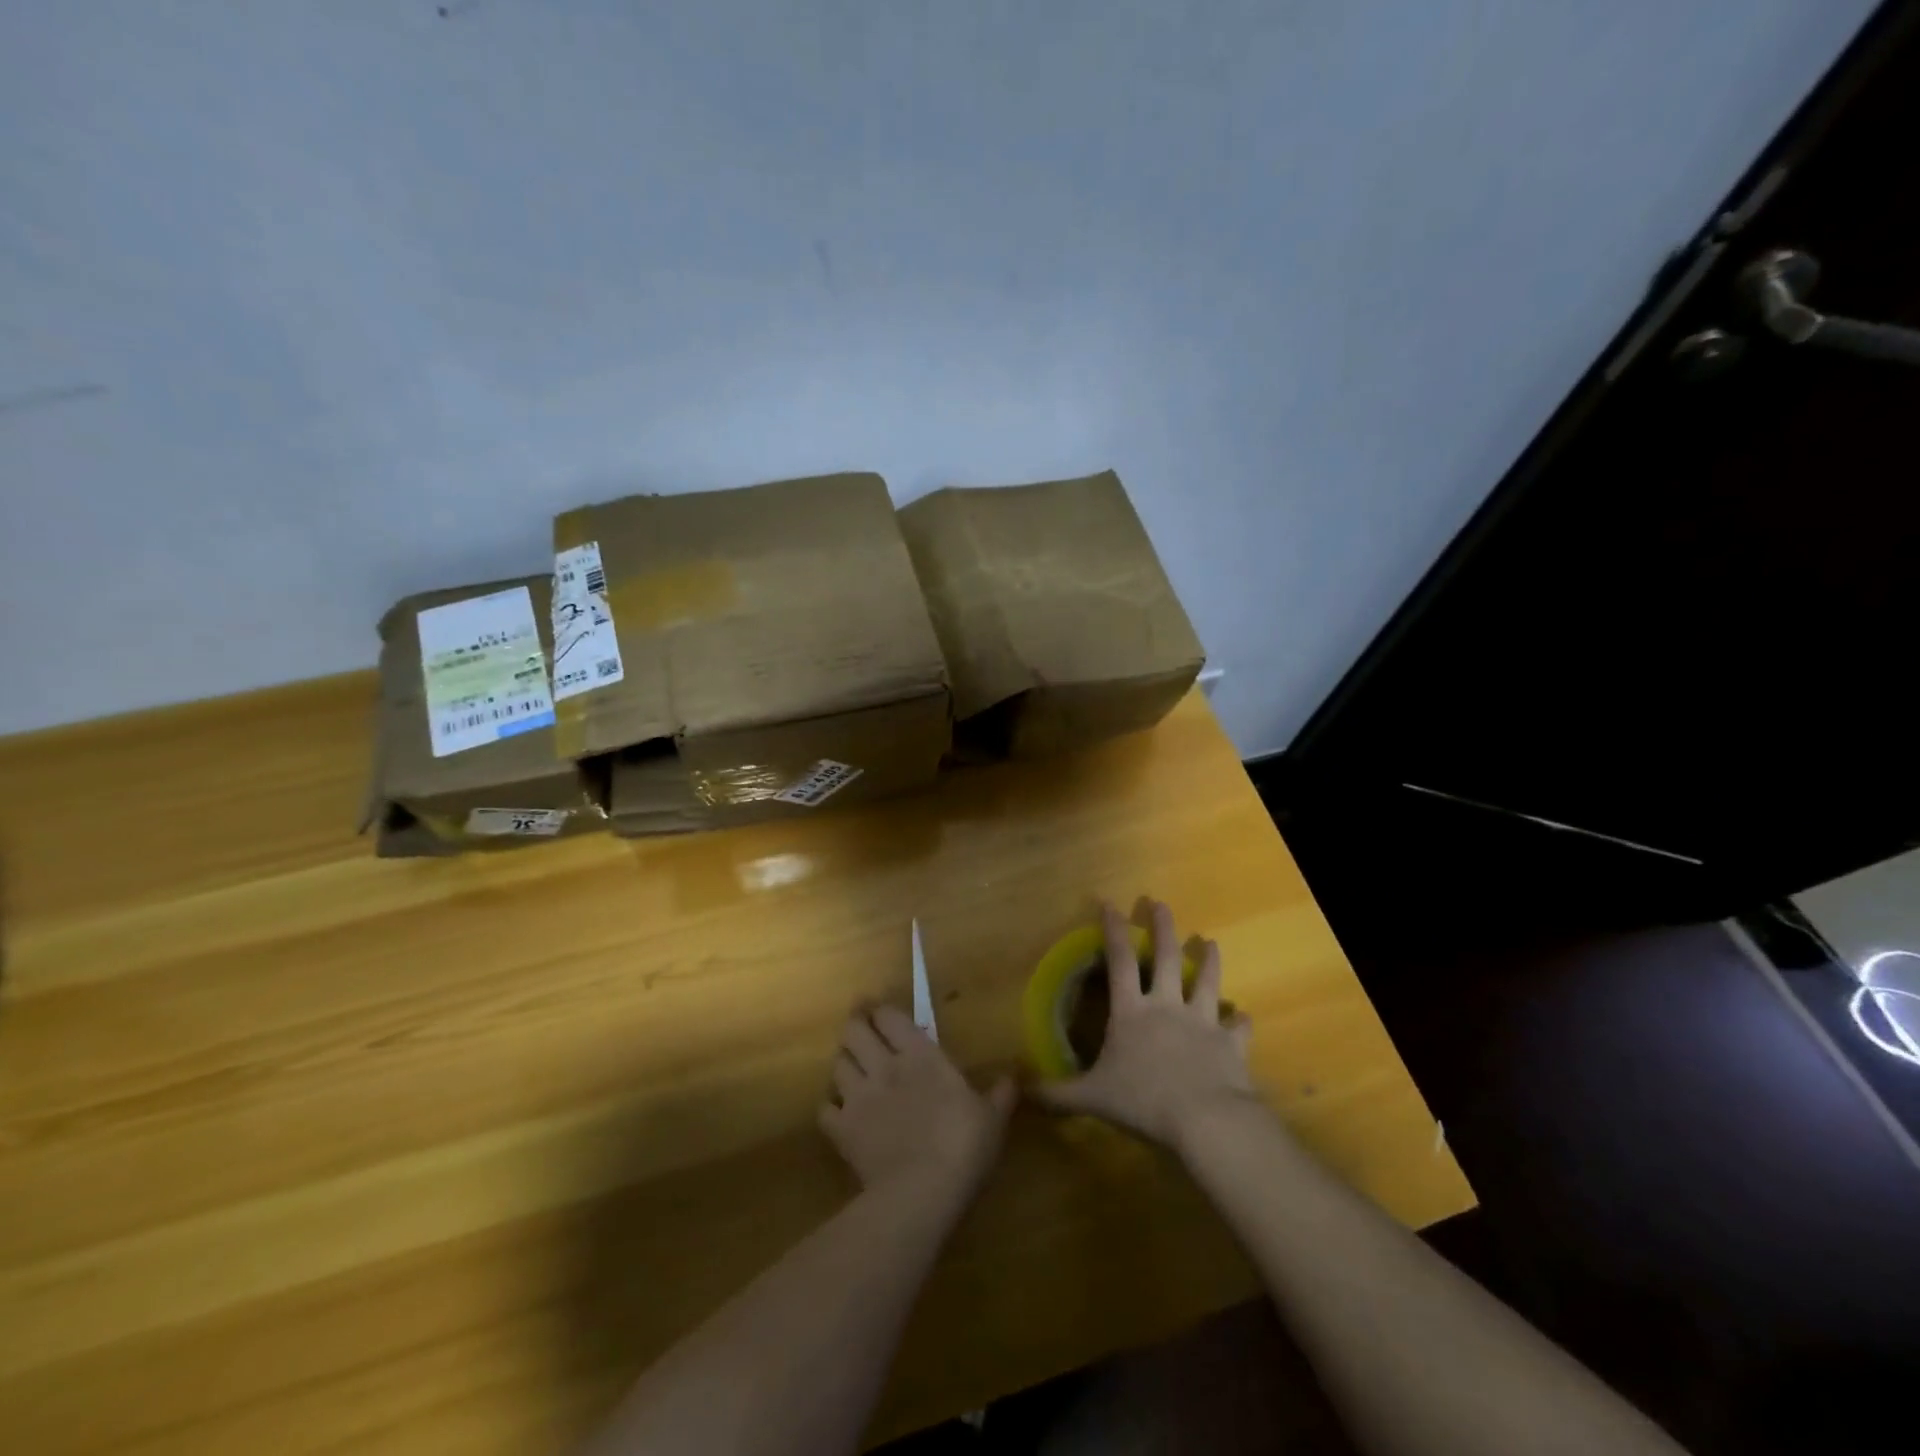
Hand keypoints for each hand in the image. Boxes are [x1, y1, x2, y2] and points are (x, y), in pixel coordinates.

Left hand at [818, 1005, 1015, 1200]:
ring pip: (837, 1065)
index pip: (889, 1017)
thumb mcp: (992, 1119)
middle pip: (854, 1032)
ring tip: (851, 1069)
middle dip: (854, 1026)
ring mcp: (858, 1097)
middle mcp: (884, 1066)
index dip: (881, 1011)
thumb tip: (1013, 1077)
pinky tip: (839, 1113)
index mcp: (920, 1055)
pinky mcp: (842, 1131)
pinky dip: (831, 1107)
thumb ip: (1000, 1095)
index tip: (879, 1011)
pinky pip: (825, 1109)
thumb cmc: (963, 1146)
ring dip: (843, 1063)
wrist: (920, 1193)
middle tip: (859, 1029)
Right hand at [1034, 901, 1255, 1149]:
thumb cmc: (1143, 1101)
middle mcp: (1167, 1006)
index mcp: (1132, 1012)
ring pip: (1207, 982)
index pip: (1120, 961)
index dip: (1114, 931)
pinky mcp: (1230, 1043)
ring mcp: (1202, 1021)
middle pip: (1166, 958)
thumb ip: (1058, 1094)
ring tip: (1211, 942)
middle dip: (1163, 928)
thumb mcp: (1092, 1098)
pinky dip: (1240, 1021)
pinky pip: (1238, 1028)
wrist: (1206, 1119)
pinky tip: (1244, 1017)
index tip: (1110, 904)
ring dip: (1208, 961)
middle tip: (1160, 904)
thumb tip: (1023, 1090)